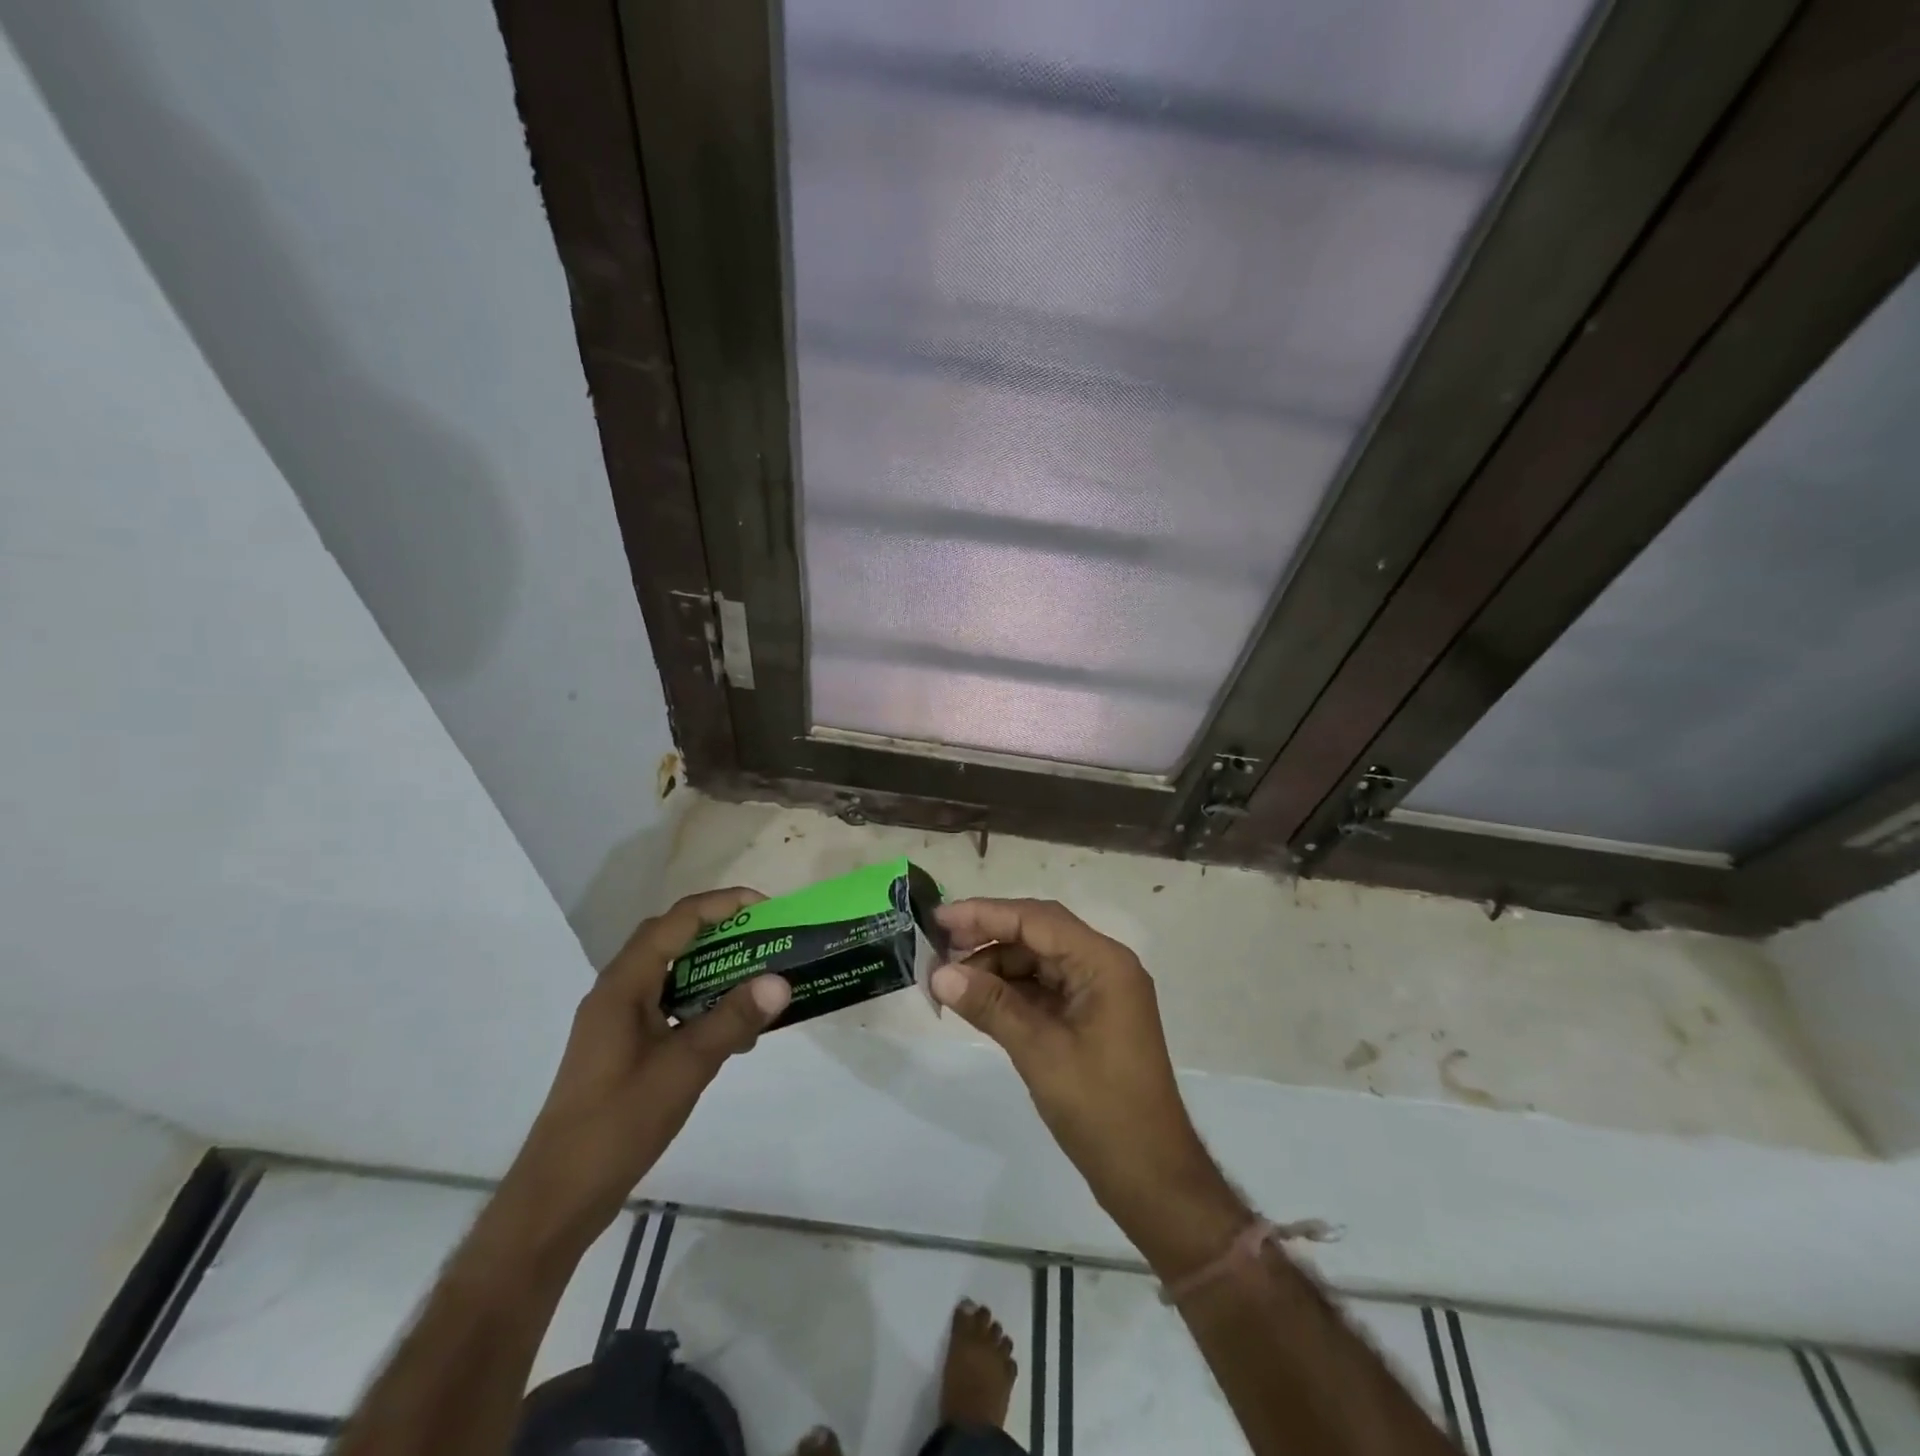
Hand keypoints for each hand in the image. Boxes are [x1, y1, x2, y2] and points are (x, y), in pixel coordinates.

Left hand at [502, 888, 790, 1251]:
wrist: (558, 1197)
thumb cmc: (618, 1123)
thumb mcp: (685, 1068)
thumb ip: (732, 1020)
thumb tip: (780, 980)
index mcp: (623, 986)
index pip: (676, 922)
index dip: (721, 905)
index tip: (765, 908)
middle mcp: (617, 992)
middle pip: (670, 940)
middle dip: (719, 931)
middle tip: (764, 937)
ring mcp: (617, 1021)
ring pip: (670, 974)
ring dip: (712, 969)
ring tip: (757, 978)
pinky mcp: (623, 1047)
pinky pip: (668, 1006)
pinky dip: (701, 1003)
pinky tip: (732, 1030)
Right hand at [930, 898, 1223, 1226]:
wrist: (1150, 1176)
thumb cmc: (1101, 1109)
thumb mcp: (1040, 1052)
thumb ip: (991, 1005)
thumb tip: (939, 974)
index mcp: (1103, 962)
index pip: (1037, 919)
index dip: (985, 913)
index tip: (939, 917)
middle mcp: (1103, 965)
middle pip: (1037, 933)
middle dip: (987, 936)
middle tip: (937, 947)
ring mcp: (1097, 991)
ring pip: (1037, 960)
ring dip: (995, 965)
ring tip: (949, 980)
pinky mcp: (1089, 1016)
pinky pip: (1044, 987)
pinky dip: (1010, 990)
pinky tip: (977, 999)